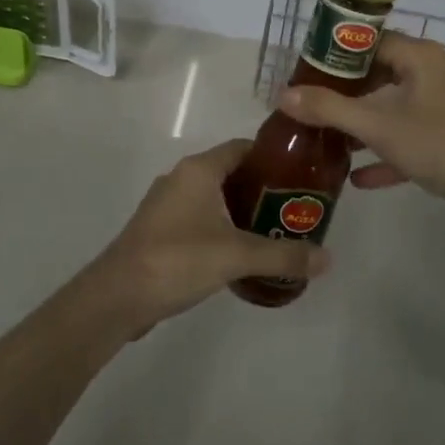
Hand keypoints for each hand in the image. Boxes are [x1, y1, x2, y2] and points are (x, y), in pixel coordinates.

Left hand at [91, 139, 331, 331]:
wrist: (116, 297)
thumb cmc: (178, 259)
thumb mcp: (236, 255)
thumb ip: (283, 255)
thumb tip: (328, 259)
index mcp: (199, 169)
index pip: (243, 147)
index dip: (272, 157)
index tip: (301, 174)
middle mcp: (182, 177)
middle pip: (230, 172)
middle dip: (262, 188)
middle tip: (294, 208)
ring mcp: (166, 203)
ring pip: (213, 196)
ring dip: (241, 210)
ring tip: (274, 231)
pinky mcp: (159, 229)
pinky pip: (199, 217)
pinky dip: (221, 226)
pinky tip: (239, 252)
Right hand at [277, 32, 444, 232]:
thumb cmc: (437, 145)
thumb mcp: (377, 126)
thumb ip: (329, 109)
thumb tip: (283, 95)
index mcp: (423, 57)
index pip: (374, 41)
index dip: (341, 55)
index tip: (312, 71)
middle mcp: (439, 73)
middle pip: (386, 73)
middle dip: (351, 93)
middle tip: (317, 106)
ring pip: (400, 107)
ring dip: (368, 125)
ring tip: (333, 142)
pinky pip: (417, 136)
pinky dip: (391, 151)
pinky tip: (361, 179)